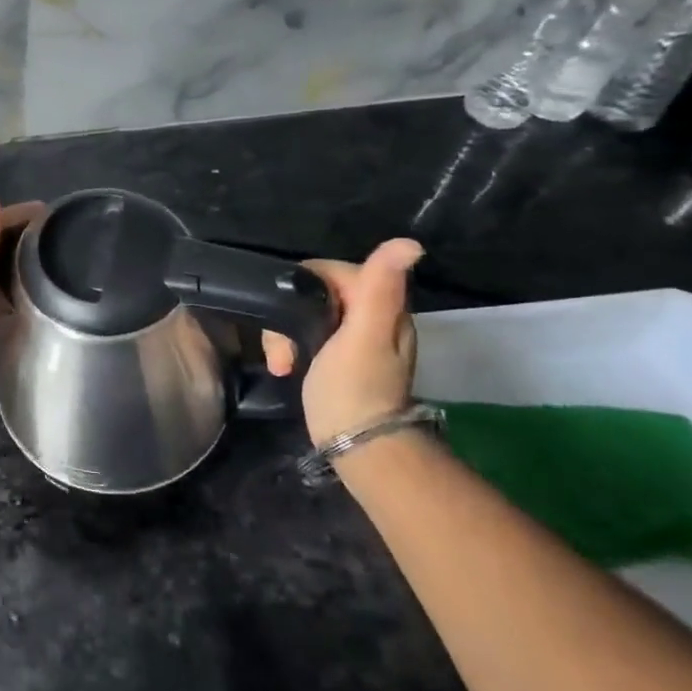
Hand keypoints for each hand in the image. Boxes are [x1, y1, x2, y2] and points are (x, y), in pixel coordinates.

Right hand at [262, 238, 422, 446]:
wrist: (357, 447)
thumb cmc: (355, 389)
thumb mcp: (364, 336)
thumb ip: (380, 289)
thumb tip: (411, 243)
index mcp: (383, 307)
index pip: (333, 271)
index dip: (304, 286)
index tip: (288, 314)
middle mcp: (373, 317)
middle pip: (317, 293)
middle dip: (290, 314)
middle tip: (281, 349)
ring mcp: (356, 340)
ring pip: (308, 314)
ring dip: (286, 335)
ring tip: (280, 363)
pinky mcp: (339, 359)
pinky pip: (308, 335)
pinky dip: (292, 348)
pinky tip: (285, 367)